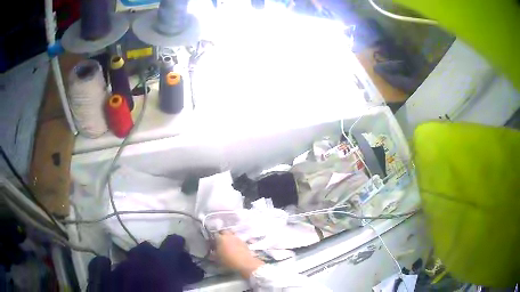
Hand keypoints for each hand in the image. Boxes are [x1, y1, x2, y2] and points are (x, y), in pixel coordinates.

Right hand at [215, 231, 264, 278]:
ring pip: (232, 235)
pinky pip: (237, 240)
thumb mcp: (217, 259)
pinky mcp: (244, 242)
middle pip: (224, 232)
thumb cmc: (228, 261)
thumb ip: (213, 254)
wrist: (245, 263)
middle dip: (222, 236)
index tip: (212, 244)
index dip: (213, 239)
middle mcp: (229, 236)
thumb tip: (212, 252)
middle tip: (220, 242)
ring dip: (229, 239)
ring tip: (228, 246)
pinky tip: (235, 248)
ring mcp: (238, 238)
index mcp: (221, 238)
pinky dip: (235, 242)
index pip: (215, 235)